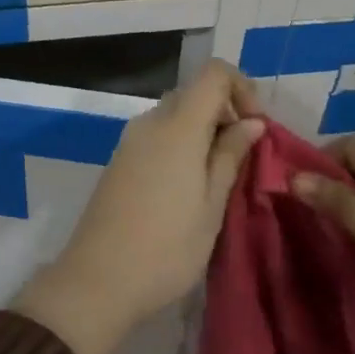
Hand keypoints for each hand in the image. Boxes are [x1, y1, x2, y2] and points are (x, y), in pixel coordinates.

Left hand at [15, 60, 263, 353]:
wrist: (97, 280)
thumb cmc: (166, 247)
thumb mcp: (211, 205)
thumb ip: (230, 156)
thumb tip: (252, 122)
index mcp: (178, 126)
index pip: (214, 73)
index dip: (242, 88)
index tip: (257, 128)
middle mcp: (150, 121)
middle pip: (194, 92)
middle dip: (225, 112)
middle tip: (244, 157)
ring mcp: (130, 140)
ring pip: (175, 114)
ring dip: (204, 131)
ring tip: (221, 177)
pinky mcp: (120, 160)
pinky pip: (158, 134)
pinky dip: (182, 144)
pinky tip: (190, 185)